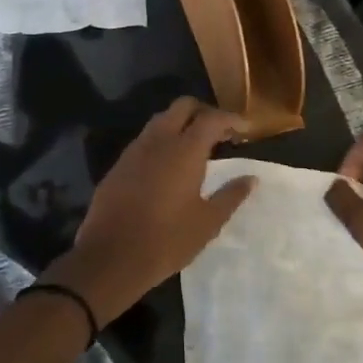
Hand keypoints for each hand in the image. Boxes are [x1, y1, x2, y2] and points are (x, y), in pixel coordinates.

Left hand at [45, 98, 256, 323]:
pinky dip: (162, 141)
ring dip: (181, 124)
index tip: (245, 128)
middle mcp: (158, 140)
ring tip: (196, 147)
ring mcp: (135, 150)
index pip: (211, 119)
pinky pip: (145, 140)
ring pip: (160, 120)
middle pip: (182, 107)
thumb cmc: (167, 240)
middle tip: (221, 132)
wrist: (112, 255)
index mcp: (184, 150)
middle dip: (204, 112)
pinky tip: (169, 164)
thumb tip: (250, 178)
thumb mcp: (207, 222)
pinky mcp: (119, 164)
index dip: (231, 119)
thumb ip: (231, 195)